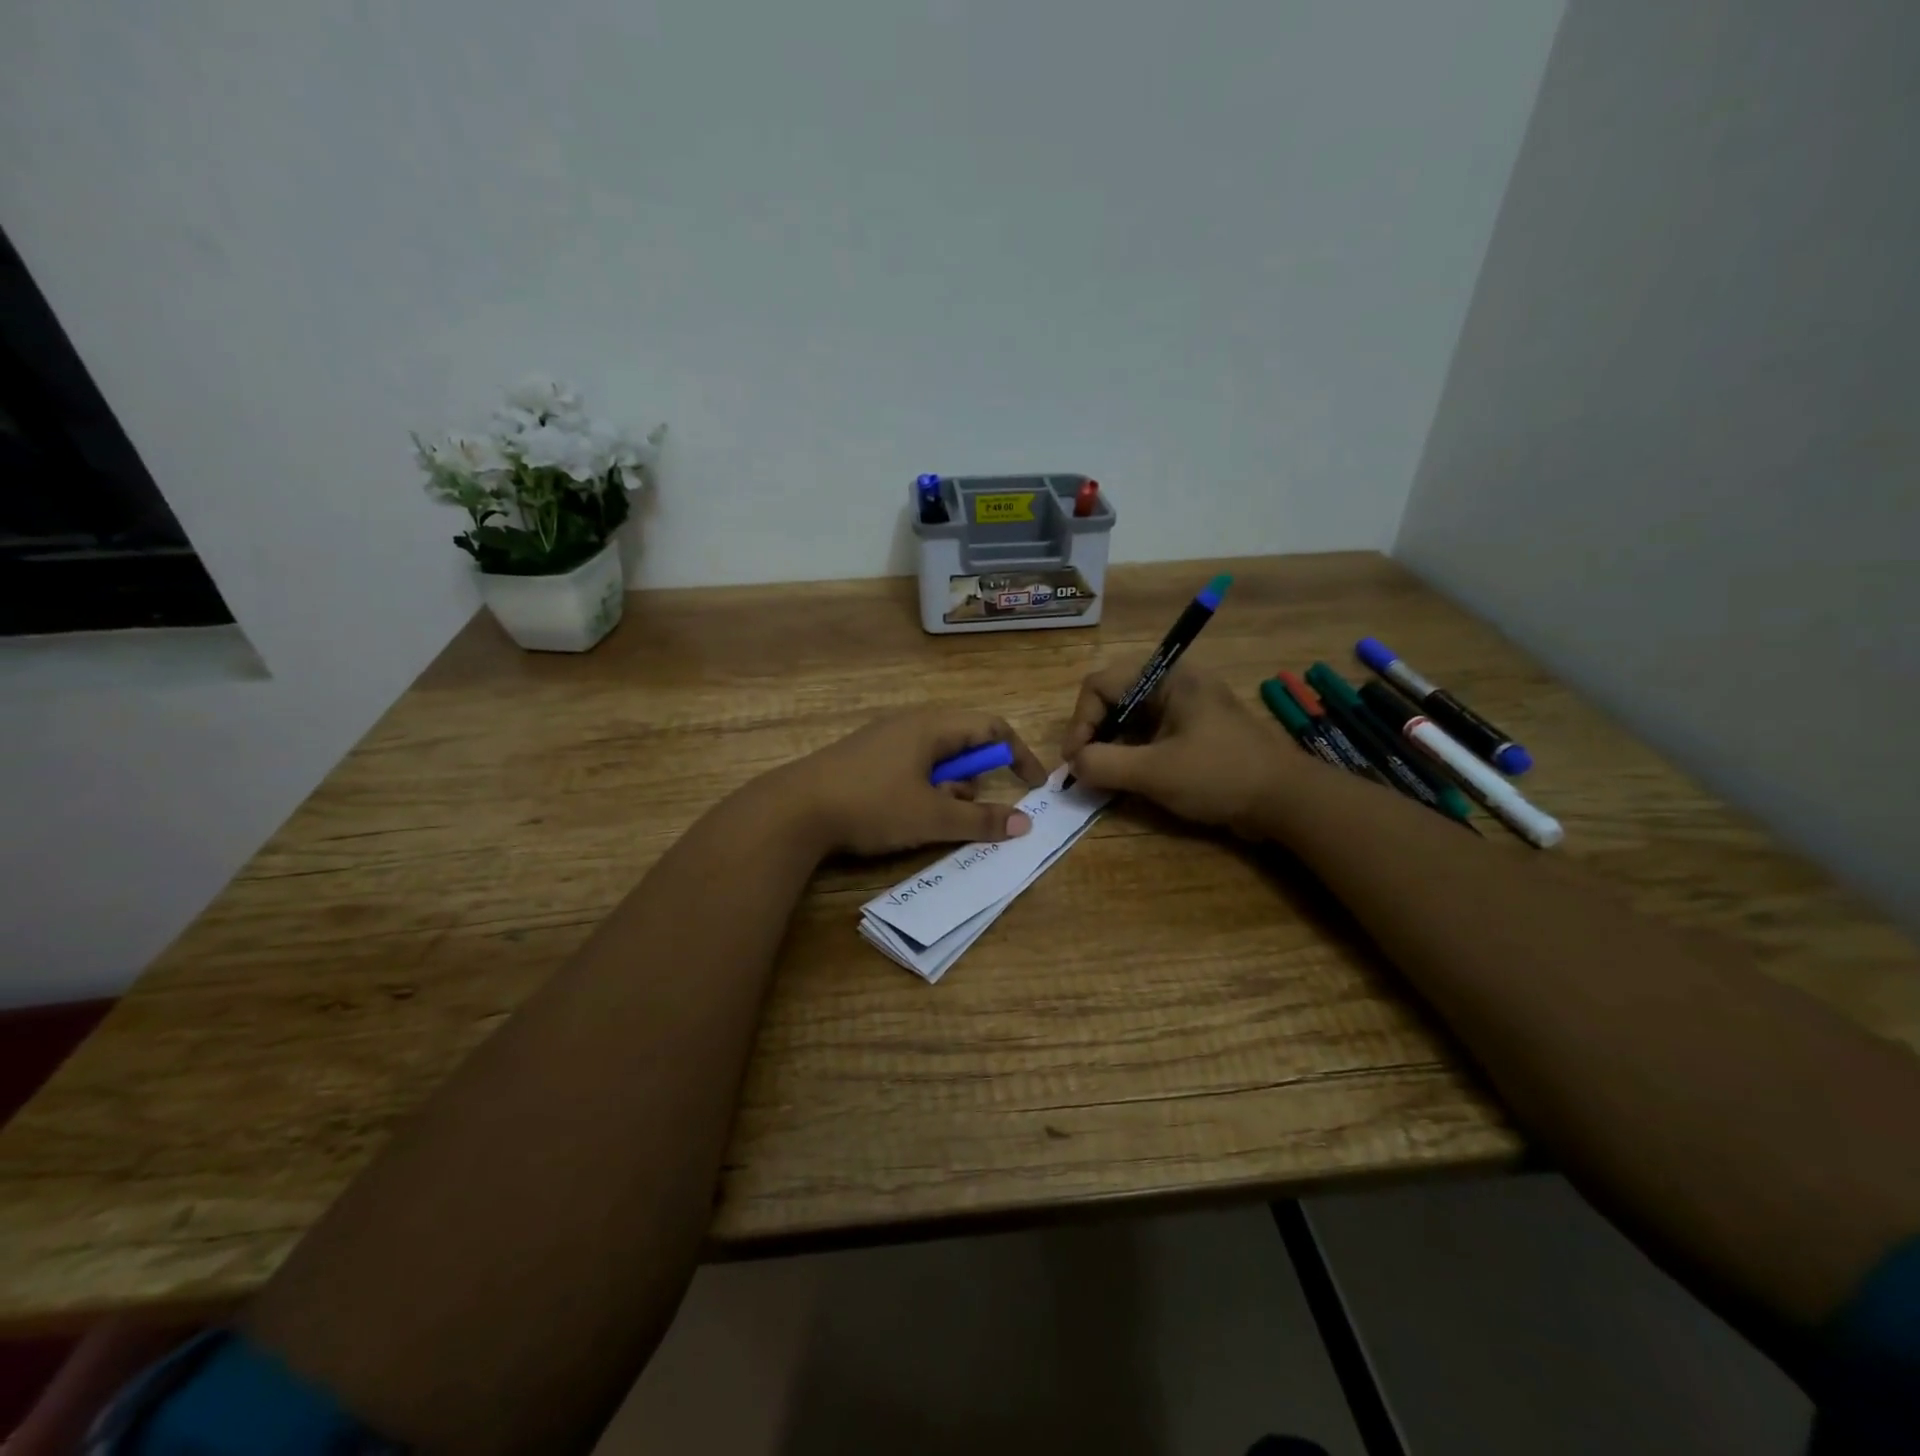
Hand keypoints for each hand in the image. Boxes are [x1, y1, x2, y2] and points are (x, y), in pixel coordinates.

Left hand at [776, 709, 1047, 856]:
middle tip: (970, 809)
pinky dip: (924, 788)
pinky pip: (911, 765)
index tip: (1034, 786)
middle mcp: (911, 723)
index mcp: (932, 726)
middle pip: (964, 741)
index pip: (992, 728)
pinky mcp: (866, 757)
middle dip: (977, 778)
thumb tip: (1024, 824)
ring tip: (934, 817)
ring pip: (937, 757)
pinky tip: (905, 815)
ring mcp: (885, 738)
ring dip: (949, 786)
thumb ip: (980, 819)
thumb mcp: (932, 816)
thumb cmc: (872, 805)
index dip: (1018, 755)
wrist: (795, 809)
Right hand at [1060, 662, 1298, 834]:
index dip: (1080, 722)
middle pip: (1112, 699)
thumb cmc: (1219, 775)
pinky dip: (1131, 756)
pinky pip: (1148, 736)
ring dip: (1111, 748)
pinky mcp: (1192, 733)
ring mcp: (1184, 709)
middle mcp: (1173, 684)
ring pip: (1129, 720)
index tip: (1075, 760)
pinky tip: (1127, 782)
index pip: (1100, 685)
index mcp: (1167, 678)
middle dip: (1094, 734)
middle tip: (1085, 769)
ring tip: (1103, 779)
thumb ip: (1104, 764)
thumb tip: (1073, 764)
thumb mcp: (1155, 772)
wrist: (1285, 800)